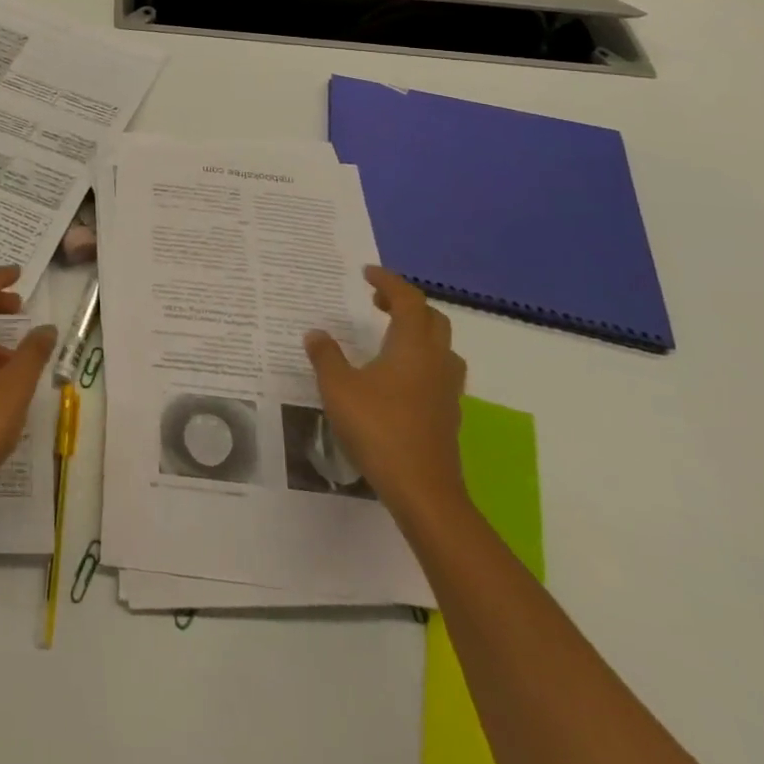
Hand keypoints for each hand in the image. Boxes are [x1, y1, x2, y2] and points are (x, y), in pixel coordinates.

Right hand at [304, 267, 467, 527]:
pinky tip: (395, 379)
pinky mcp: (447, 416)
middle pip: (432, 319)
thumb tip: (317, 333)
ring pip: (440, 348)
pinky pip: (437, 373)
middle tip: (376, 303)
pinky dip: (420, 362)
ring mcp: (446, 391)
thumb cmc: (378, 428)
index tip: (366, 273)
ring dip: (418, 333)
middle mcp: (435, 362)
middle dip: (406, 304)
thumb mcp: (338, 387)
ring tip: (388, 338)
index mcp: (412, 346)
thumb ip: (326, 356)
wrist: (423, 491)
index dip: (388, 281)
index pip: (408, 300)